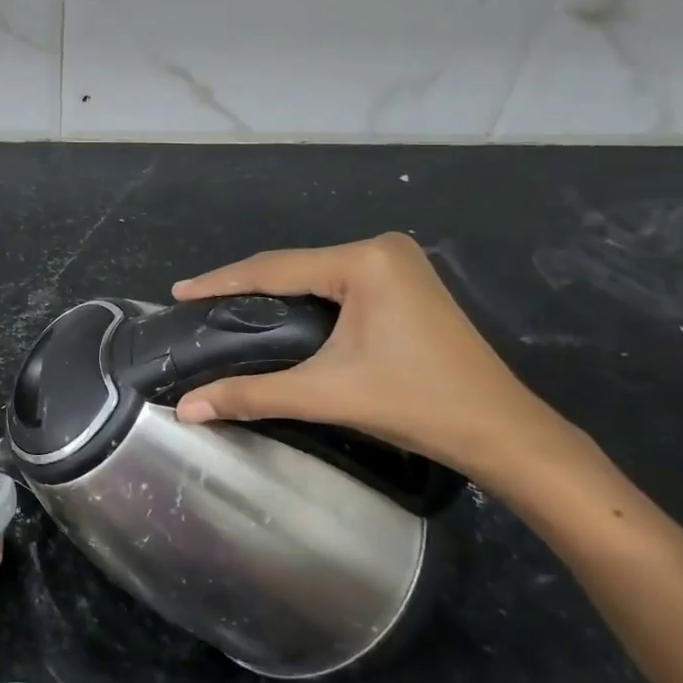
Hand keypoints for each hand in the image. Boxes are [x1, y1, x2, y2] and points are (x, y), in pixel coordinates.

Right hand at [172, 234, 598, 494]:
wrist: (504, 433)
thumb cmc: (416, 404)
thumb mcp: (327, 394)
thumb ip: (252, 395)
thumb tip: (186, 409)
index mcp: (364, 260)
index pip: (275, 268)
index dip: (222, 281)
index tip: (178, 292)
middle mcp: (381, 249)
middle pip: (294, 266)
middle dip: (244, 286)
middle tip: (198, 304)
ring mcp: (398, 264)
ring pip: (315, 275)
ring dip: (272, 292)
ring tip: (226, 307)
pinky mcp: (406, 284)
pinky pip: (337, 284)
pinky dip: (303, 299)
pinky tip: (278, 312)